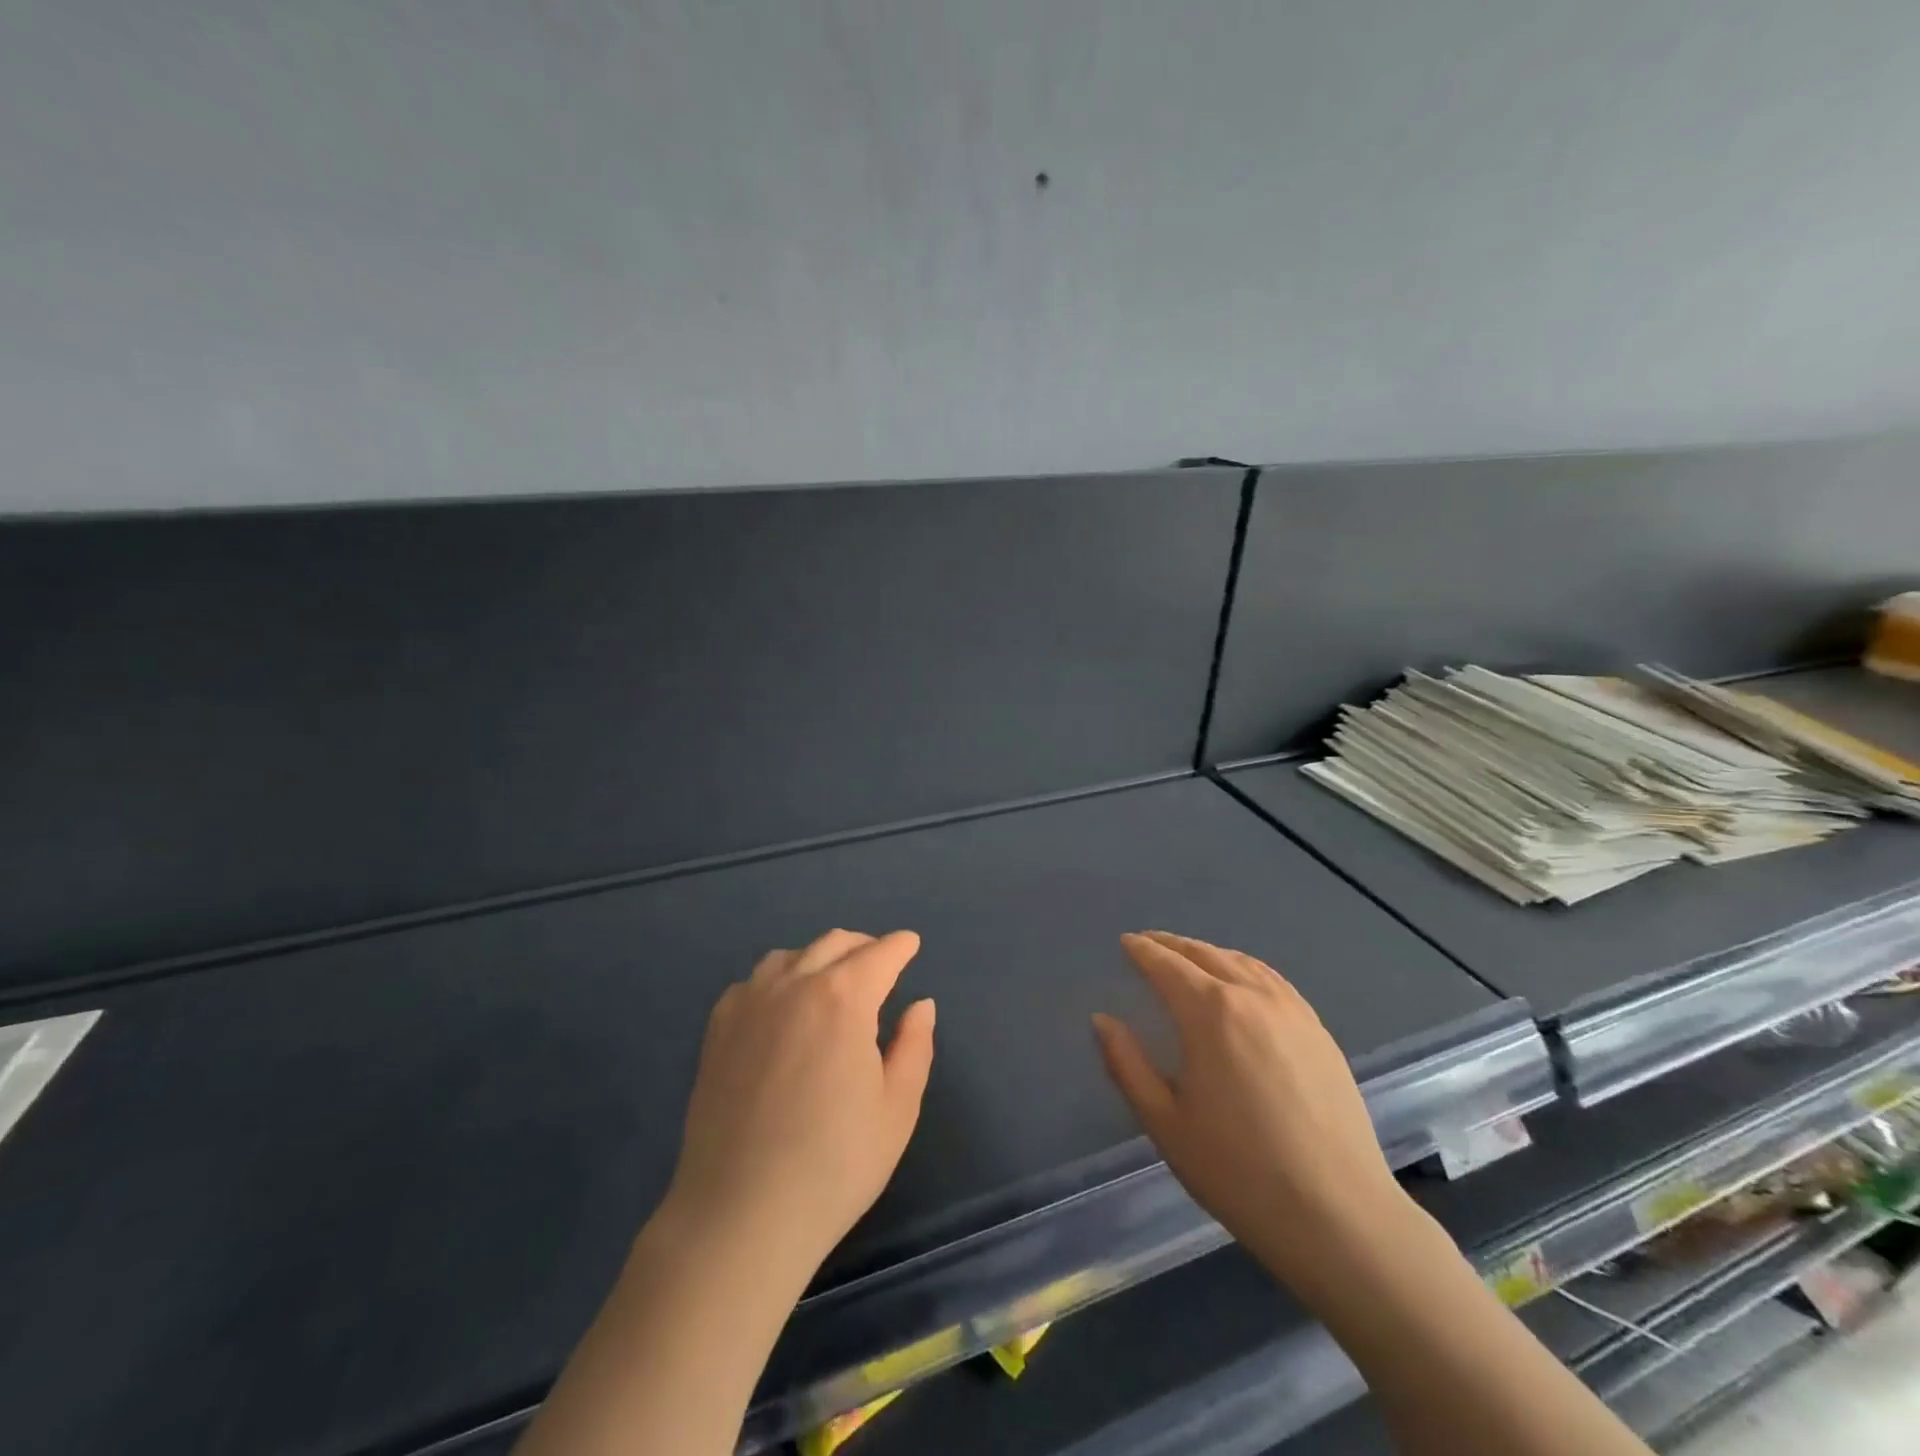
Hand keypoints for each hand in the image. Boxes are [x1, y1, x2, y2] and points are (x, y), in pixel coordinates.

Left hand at [659, 929, 935, 1280]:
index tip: (911, 944)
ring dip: (820, 957)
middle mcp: (795, 985)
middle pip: (834, 943)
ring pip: (791, 955)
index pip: (880, 955)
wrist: (740, 1215)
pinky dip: (778, 979)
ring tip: (832, 981)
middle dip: (864, 946)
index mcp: (844, 999)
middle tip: (880, 963)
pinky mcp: (718, 1029)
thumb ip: (914, 1046)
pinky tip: (782, 1007)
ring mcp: (750, 1003)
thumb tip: (920, 1005)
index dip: (900, 946)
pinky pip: (753, 982)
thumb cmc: (834, 1165)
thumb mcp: (897, 1110)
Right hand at [1093, 931, 1412, 1293]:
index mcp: (1210, 1013)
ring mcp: (1292, 1011)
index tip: (1126, 942)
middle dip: (1173, 945)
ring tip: (1191, 957)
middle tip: (1150, 943)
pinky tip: (1243, 981)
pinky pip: (1274, 981)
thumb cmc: (1238, 1171)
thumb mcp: (1165, 1122)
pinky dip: (1246, 968)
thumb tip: (1102, 1021)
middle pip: (1205, 954)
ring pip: (1243, 962)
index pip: (1167, 965)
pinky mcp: (1319, 1032)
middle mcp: (1252, 997)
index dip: (1143, 951)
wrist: (1338, 1216)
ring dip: (1210, 953)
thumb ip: (1127, 1065)